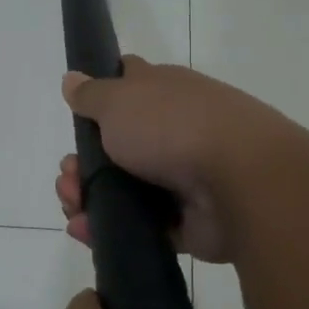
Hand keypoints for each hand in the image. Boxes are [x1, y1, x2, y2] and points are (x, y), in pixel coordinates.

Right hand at [56, 57, 298, 263]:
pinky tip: (84, 230)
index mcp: (164, 94)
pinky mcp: (186, 222)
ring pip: (123, 190)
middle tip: (68, 178)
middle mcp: (174, 131)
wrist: (240, 182)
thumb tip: (72, 78)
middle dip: (81, 164)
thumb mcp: (119, 99)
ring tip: (72, 208)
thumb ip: (92, 94)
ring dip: (88, 198)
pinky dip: (109, 229)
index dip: (99, 100)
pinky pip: (139, 226)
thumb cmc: (173, 127)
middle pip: (116, 147)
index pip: (128, 86)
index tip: (77, 121)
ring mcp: (181, 178)